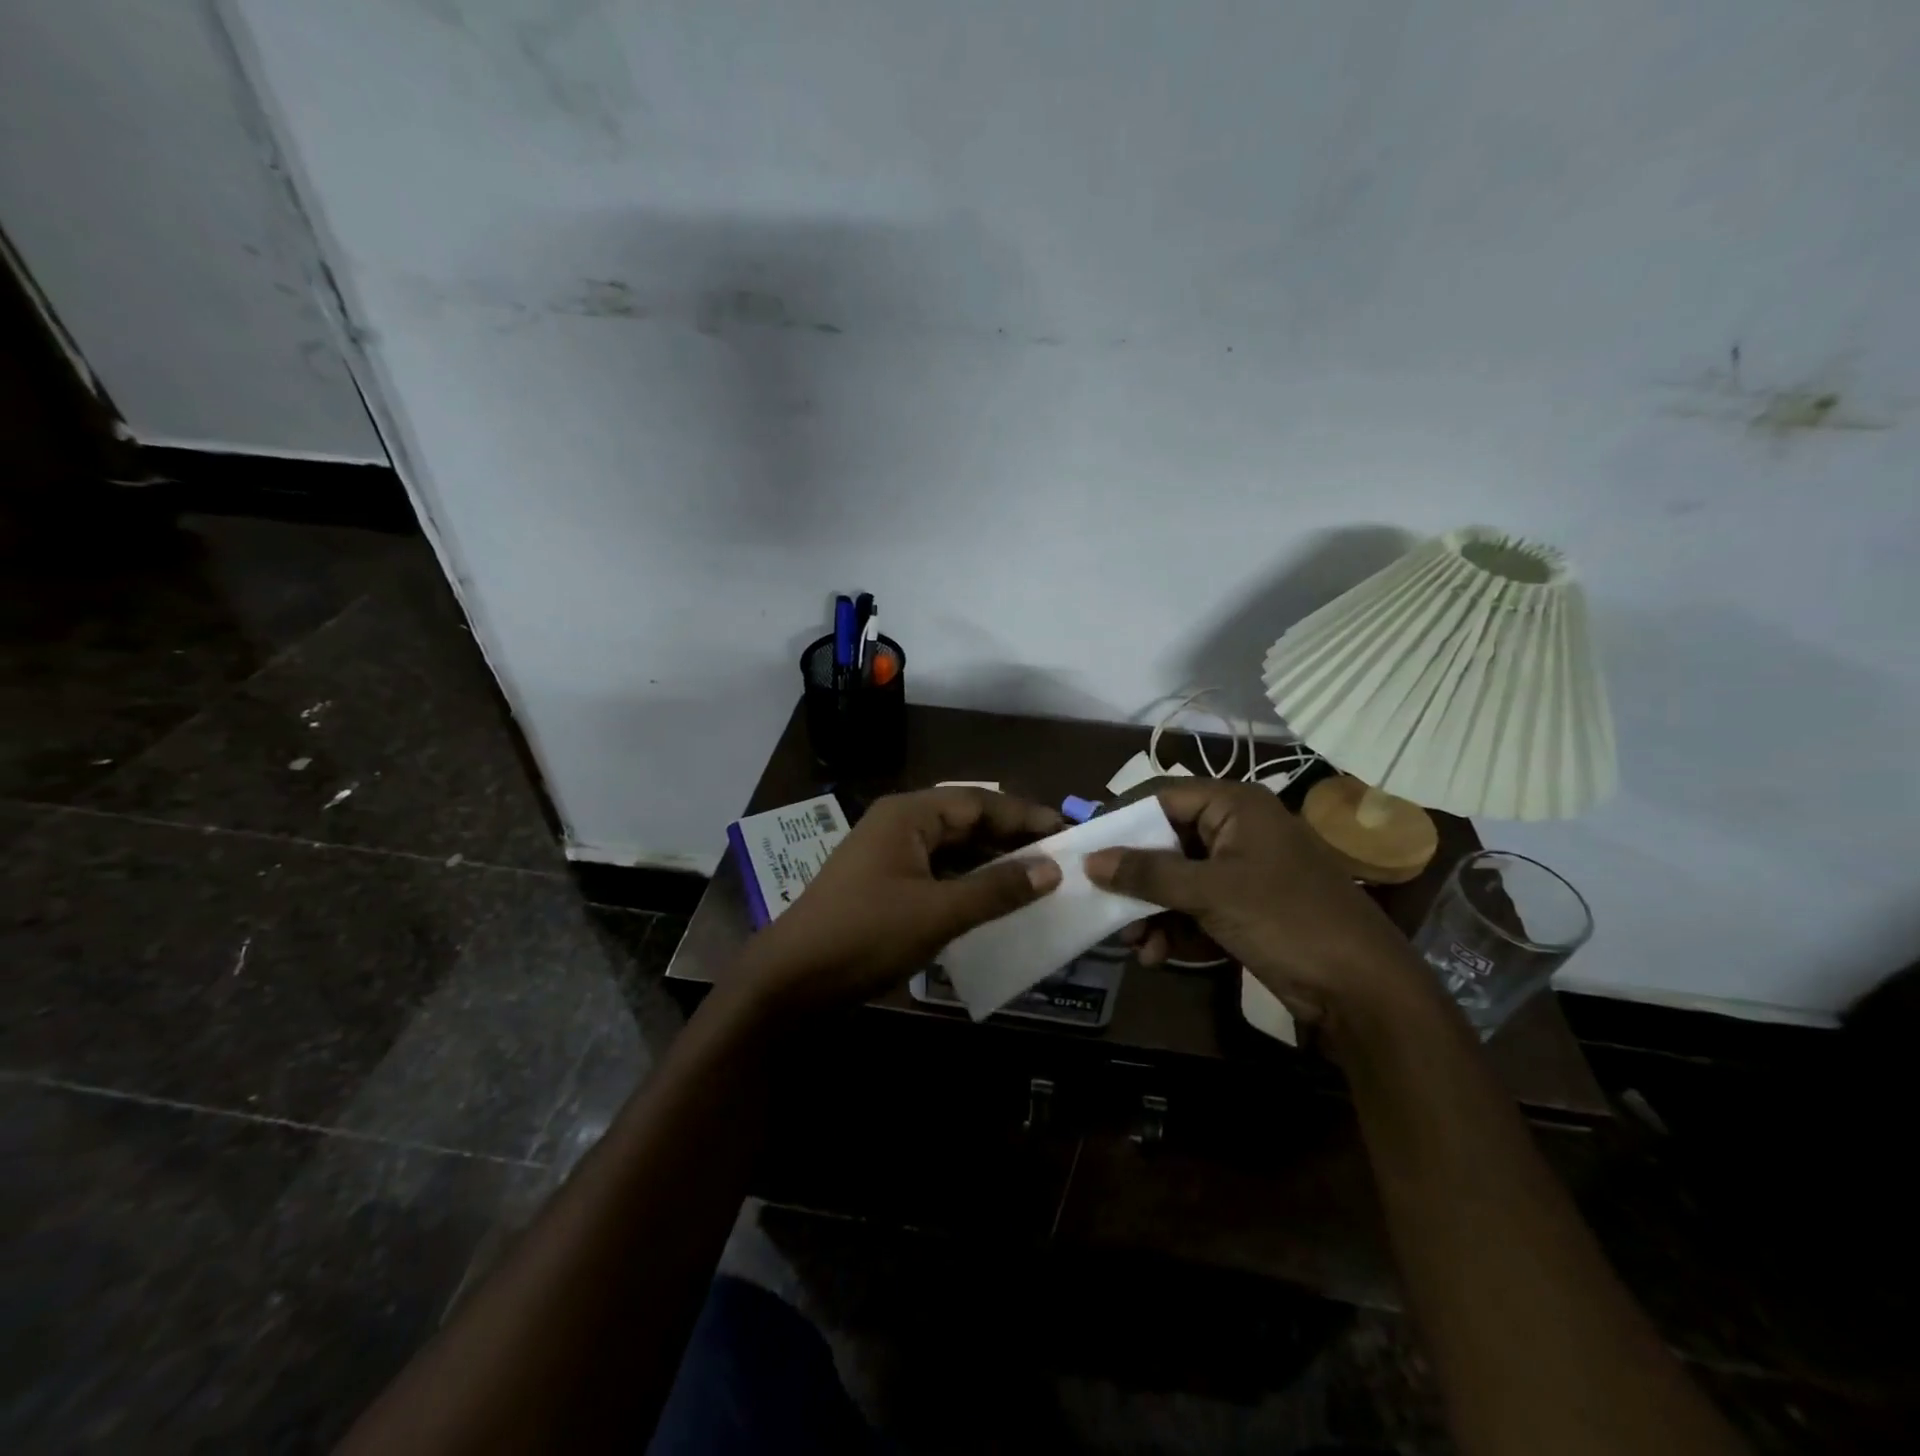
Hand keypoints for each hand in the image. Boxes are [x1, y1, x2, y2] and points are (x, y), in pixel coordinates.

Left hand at [740, 787, 1063, 1016]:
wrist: (790, 982)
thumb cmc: (865, 935)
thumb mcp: (938, 913)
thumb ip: (996, 889)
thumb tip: (1052, 869)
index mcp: (908, 814)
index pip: (979, 801)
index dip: (1024, 816)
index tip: (1068, 832)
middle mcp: (899, 825)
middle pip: (966, 821)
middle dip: (1010, 838)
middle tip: (1059, 857)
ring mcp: (889, 856)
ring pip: (953, 849)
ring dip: (991, 862)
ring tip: (1037, 879)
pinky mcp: (885, 886)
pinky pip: (938, 873)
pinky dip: (968, 884)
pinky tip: (994, 902)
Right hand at [1085, 780, 1423, 1027]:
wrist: (1363, 991)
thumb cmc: (1286, 920)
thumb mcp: (1210, 892)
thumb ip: (1148, 873)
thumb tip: (1091, 860)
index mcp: (1235, 805)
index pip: (1162, 796)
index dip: (1121, 819)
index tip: (1083, 845)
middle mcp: (1237, 830)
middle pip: (1166, 841)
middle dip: (1135, 878)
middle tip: (1101, 902)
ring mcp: (1242, 871)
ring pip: (1177, 880)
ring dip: (1151, 911)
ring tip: (1134, 944)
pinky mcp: (1246, 908)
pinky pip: (1195, 908)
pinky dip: (1175, 930)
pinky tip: (1158, 956)